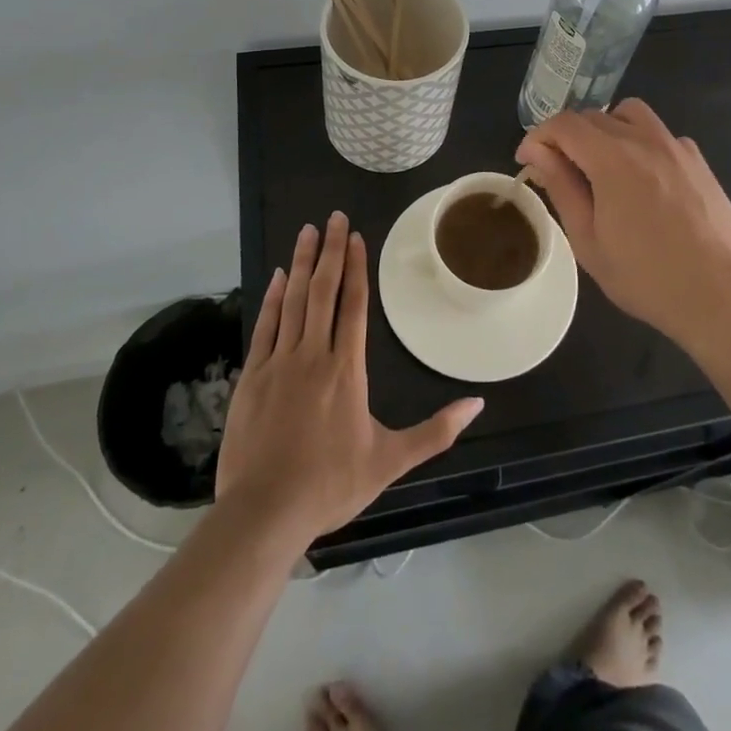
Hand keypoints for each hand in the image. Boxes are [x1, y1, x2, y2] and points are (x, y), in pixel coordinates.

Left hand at [215, 211, 483, 544]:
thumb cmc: (330, 485)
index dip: (356, 268)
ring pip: (293, 300)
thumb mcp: (390, 461)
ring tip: (307, 231)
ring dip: (302, 263)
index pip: (353, 305)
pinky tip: (278, 276)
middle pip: (323, 291)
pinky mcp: (252, 376)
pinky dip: (273, 297)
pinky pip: (266, 325)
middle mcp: (313, 354)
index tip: (356, 237)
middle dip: (329, 251)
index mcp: (346, 369)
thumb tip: (477, 403)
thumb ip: (435, 431)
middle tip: (333, 217)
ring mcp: (279, 362)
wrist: (264, 513)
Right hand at [516, 100, 730, 354]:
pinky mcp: (698, 160)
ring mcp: (676, 146)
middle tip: (558, 173)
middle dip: (566, 137)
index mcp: (613, 158)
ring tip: (599, 166)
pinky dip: (638, 142)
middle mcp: (645, 140)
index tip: (528, 162)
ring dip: (604, 130)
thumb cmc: (647, 278)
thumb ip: (561, 187)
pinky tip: (640, 180)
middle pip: (593, 116)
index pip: (563, 124)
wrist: (723, 297)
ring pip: (628, 114)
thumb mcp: (589, 241)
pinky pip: (658, 133)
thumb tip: (537, 152)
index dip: (538, 137)